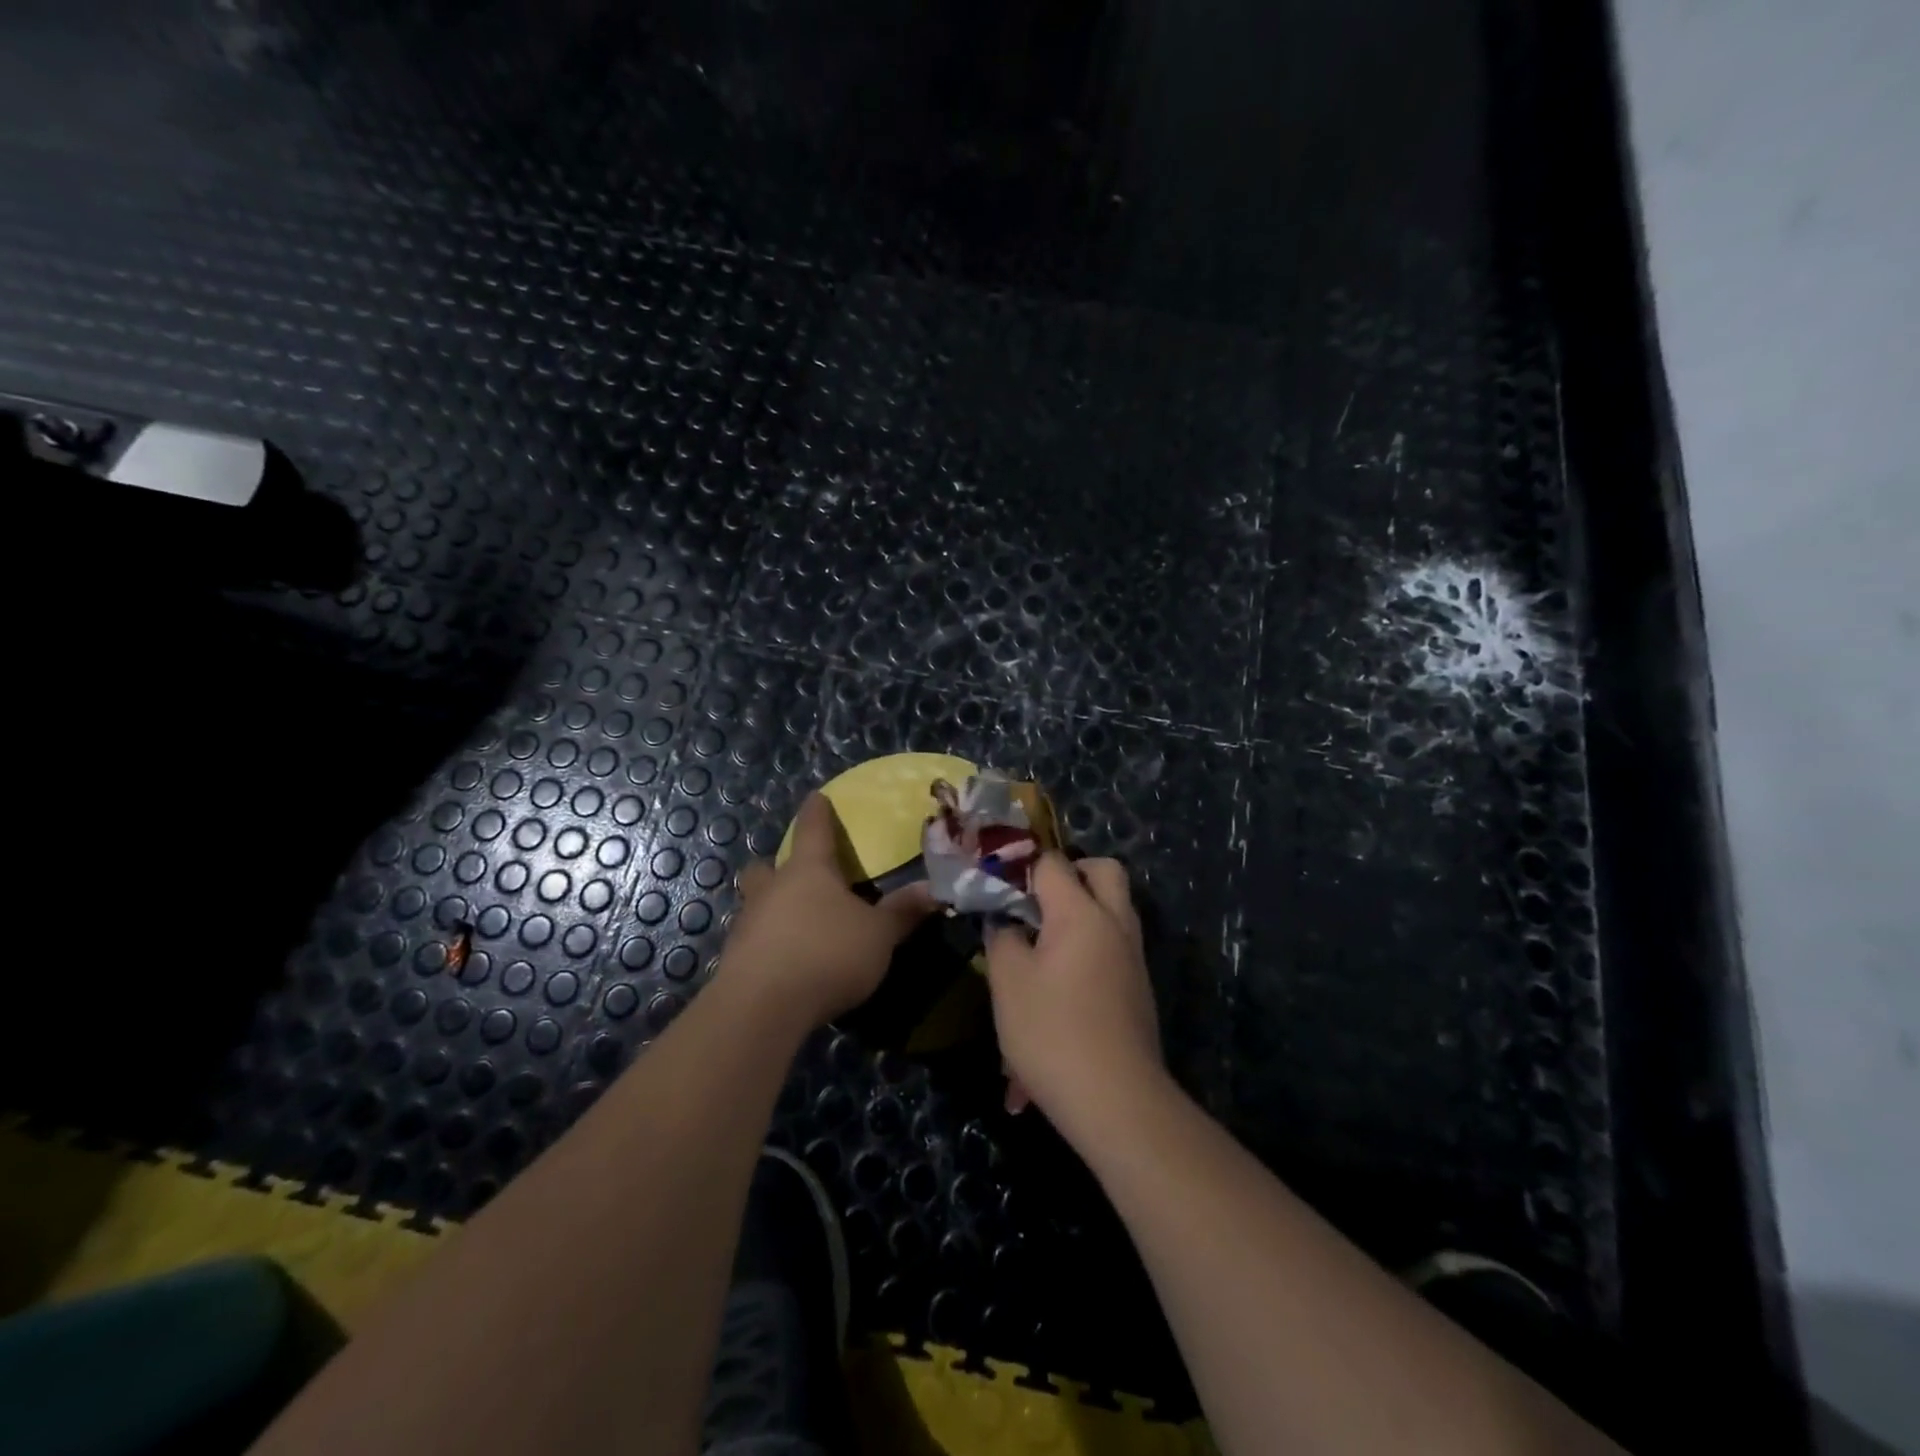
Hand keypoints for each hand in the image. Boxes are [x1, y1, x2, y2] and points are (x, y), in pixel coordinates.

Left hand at [723, 793, 935, 1028]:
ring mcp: (748, 923)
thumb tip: (933, 890)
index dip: (817, 812)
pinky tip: (785, 963)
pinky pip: (753, 940)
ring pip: (755, 903)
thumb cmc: (827, 953)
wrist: (762, 1006)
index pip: (813, 828)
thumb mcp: (878, 935)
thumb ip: (902, 912)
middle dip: (776, 867)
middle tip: (795, 876)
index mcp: (809, 870)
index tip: (817, 797)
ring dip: (771, 908)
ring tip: (795, 925)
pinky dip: (768, 944)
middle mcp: (773, 888)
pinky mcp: (735, 960)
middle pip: (766, 867)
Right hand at [984, 854, 1162, 1137]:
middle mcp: (1115, 923)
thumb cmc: (1052, 1031)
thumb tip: (1005, 921)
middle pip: (1103, 871)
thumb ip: (1002, 937)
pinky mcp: (1137, 986)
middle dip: (1071, 874)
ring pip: (1113, 909)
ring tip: (1041, 944)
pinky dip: (1090, 949)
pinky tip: (1060, 985)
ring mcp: (1132, 956)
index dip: (1023, 867)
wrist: (1116, 1100)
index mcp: (1081, 913)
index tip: (999, 887)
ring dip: (1082, 912)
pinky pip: (1114, 947)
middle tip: (1037, 900)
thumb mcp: (1007, 981)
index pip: (1053, 863)